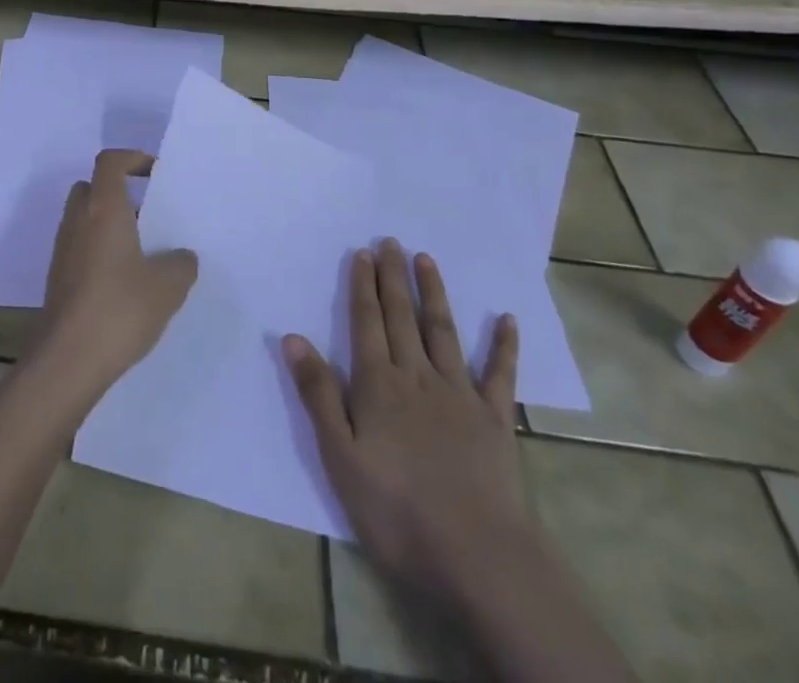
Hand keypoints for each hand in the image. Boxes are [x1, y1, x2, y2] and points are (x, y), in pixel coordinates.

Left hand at [37, 149, 197, 393]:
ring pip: (84, 219)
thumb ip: (181, 264)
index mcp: (103, 209)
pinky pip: (80, 247)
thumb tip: (181, 256)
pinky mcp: (58, 277)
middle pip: (92, 187)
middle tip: (148, 215)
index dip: (132, 158)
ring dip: (109, 225)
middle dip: (119, 193)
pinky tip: (124, 282)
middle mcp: (78, 221)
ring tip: (142, 252)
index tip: (155, 173)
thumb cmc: (119, 309)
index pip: (109, 162)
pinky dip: (99, 251)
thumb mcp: (167, 286)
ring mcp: (63, 249)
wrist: (67, 360)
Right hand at [284, 239, 524, 588]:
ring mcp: (460, 395)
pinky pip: (500, 375)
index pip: (366, 322)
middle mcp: (418, 376)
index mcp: (378, 384)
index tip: (362, 252)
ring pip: (443, 332)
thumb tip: (293, 336)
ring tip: (426, 260)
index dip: (362, 285)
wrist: (477, 557)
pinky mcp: (495, 420)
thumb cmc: (396, 510)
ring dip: (434, 294)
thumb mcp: (340, 456)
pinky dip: (503, 346)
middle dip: (393, 277)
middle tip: (390, 241)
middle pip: (402, 316)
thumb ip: (319, 394)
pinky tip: (506, 319)